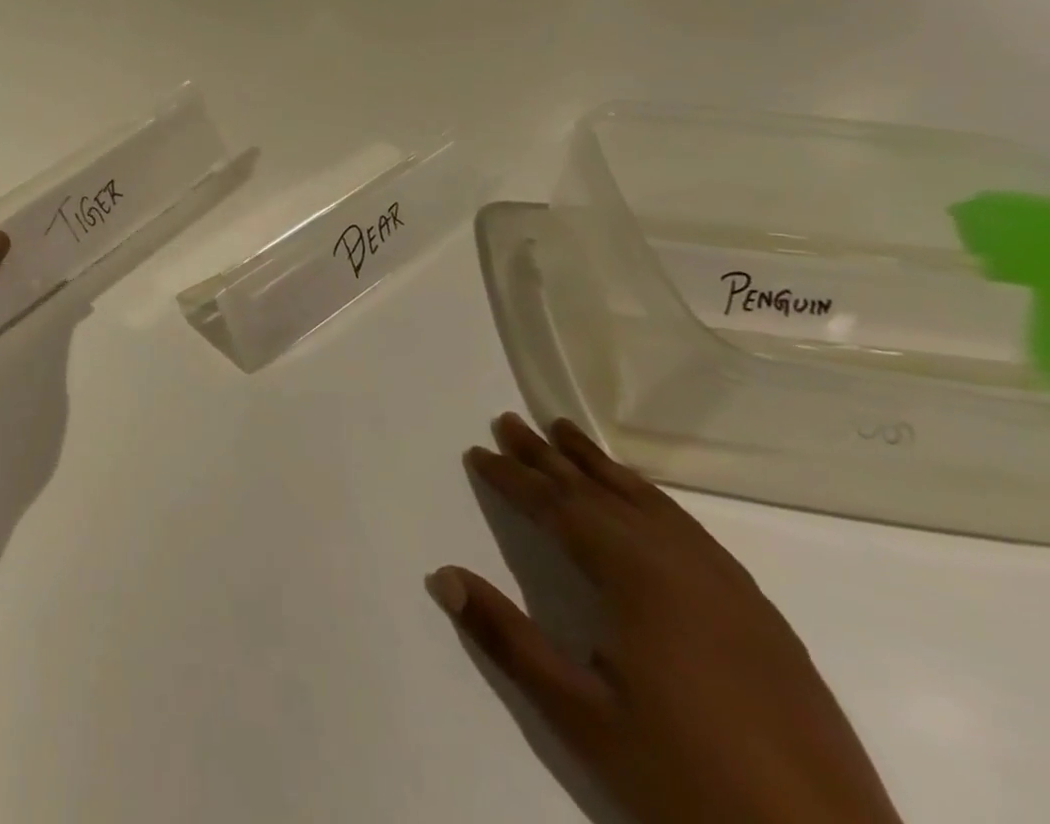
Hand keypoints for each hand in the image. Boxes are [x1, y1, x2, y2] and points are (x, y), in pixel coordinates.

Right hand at [428, 413, 901, 823]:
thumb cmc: (690, 783)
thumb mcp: (582, 718)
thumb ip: (508, 639)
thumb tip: (443, 575)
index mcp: (638, 581)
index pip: (560, 509)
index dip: (514, 478)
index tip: (478, 452)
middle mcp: (683, 566)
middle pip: (602, 494)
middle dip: (549, 457)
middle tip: (509, 421)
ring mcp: (730, 589)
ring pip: (649, 504)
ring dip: (600, 466)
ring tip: (566, 432)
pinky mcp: (761, 616)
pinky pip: (689, 529)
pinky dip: (649, 498)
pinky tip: (642, 500)